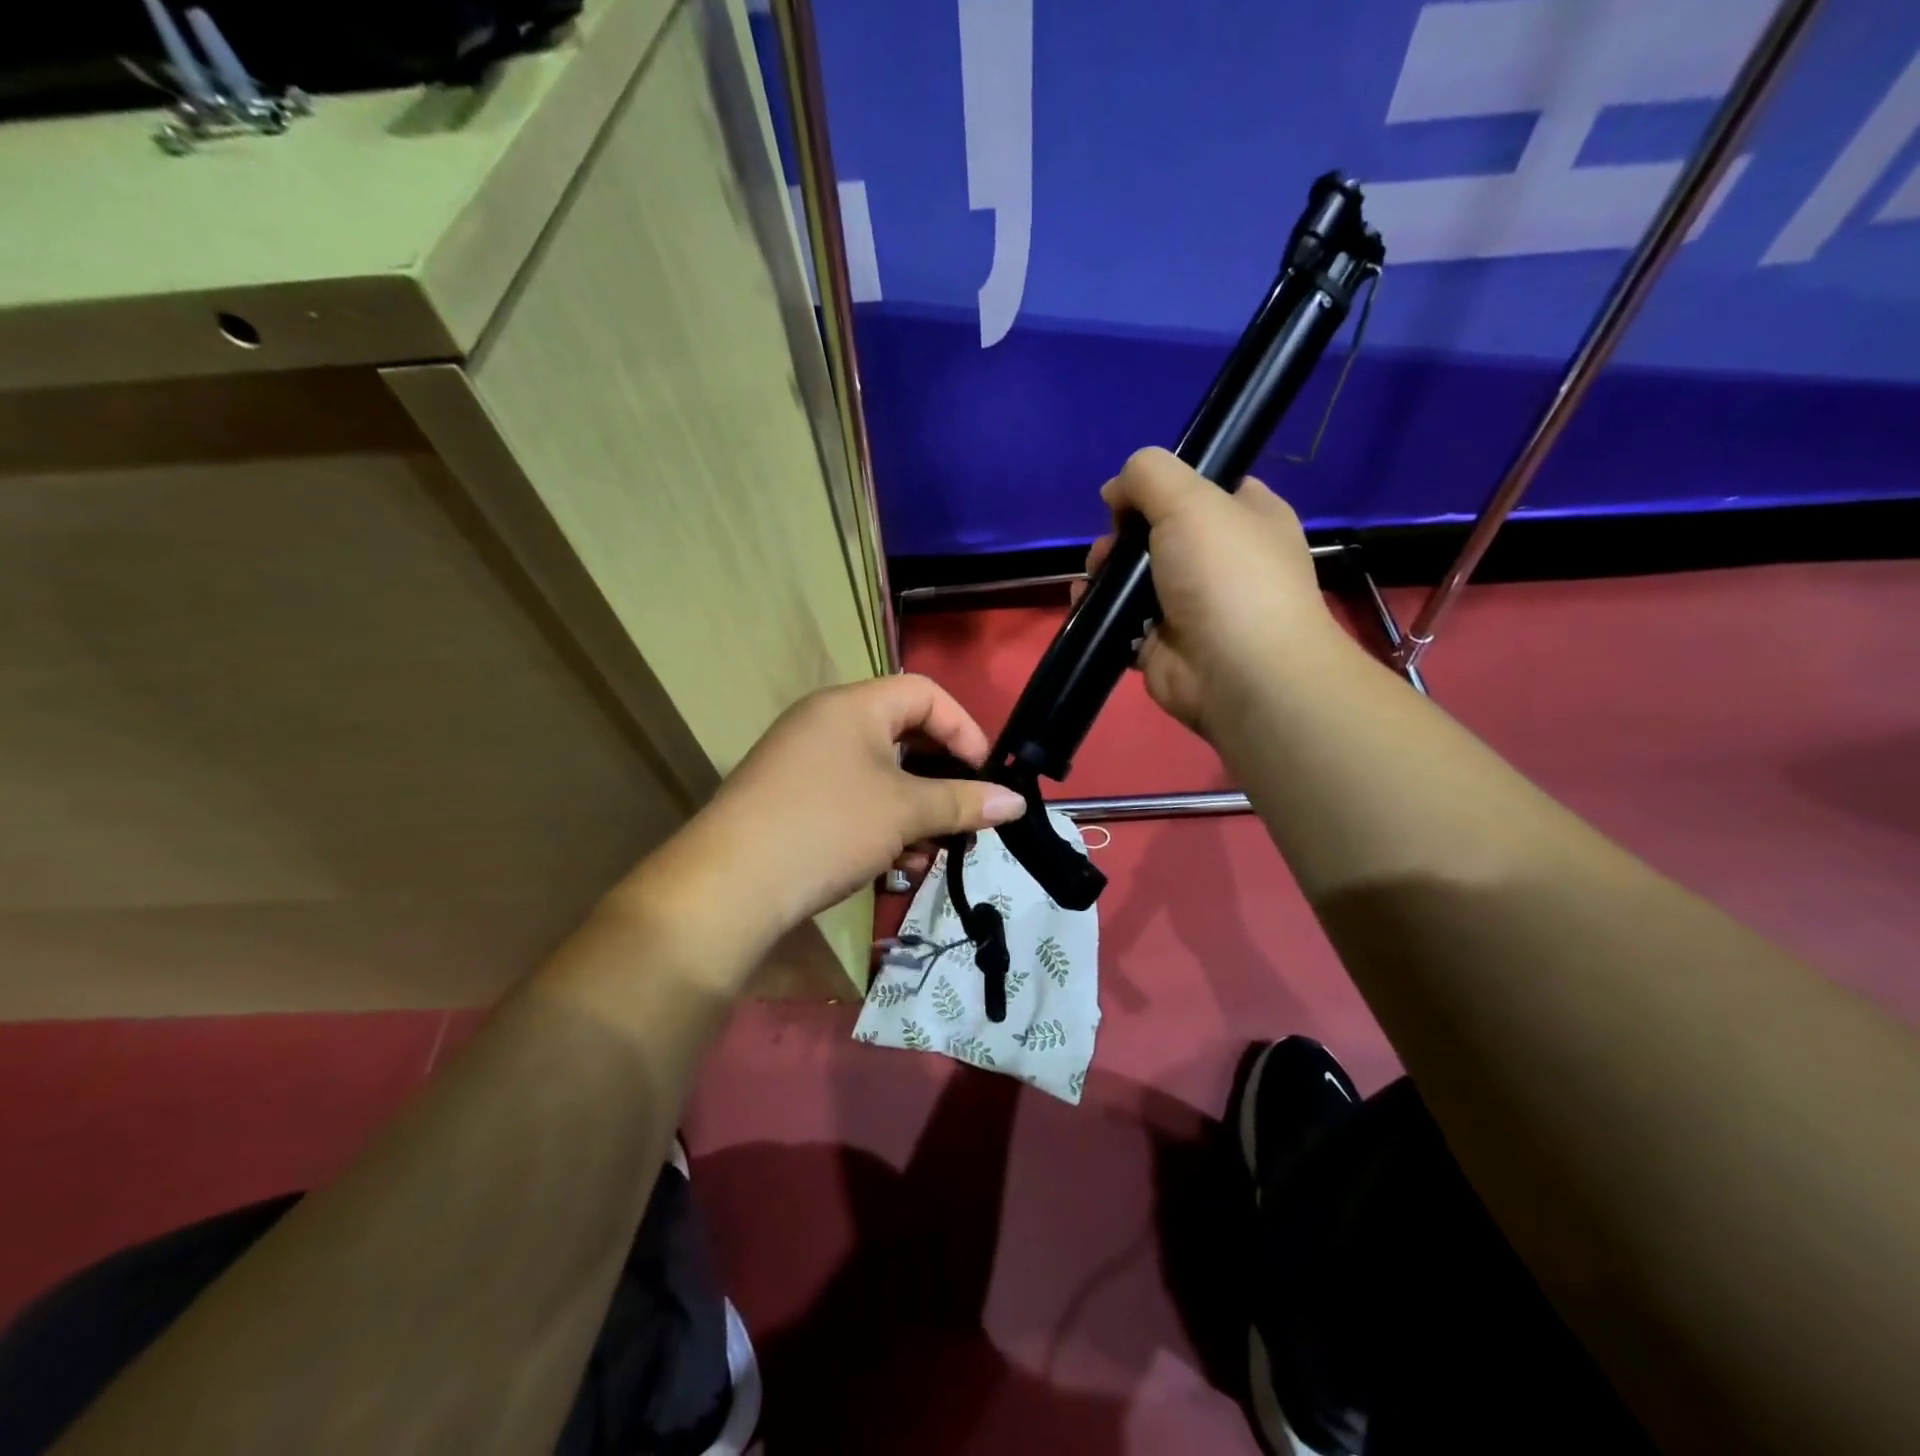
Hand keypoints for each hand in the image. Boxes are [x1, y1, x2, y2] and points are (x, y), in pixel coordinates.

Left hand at [617, 676, 1025, 978]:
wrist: (729, 885)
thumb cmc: (827, 827)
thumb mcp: (904, 812)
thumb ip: (963, 802)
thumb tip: (1015, 802)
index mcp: (853, 706)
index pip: (925, 693)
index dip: (964, 729)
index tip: (986, 774)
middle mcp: (826, 723)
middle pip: (903, 737)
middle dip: (940, 781)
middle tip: (964, 819)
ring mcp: (804, 763)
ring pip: (879, 777)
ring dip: (912, 814)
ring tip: (927, 856)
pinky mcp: (791, 801)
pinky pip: (851, 801)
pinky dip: (879, 827)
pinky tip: (892, 869)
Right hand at [1080, 447, 1346, 739]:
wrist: (1239, 673)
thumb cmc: (1225, 576)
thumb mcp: (1190, 500)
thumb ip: (1148, 476)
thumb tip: (1116, 491)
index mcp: (1247, 518)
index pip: (1203, 488)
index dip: (1162, 486)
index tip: (1129, 497)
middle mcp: (1221, 561)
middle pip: (1158, 533)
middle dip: (1122, 535)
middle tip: (1110, 546)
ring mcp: (1191, 606)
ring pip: (1134, 579)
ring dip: (1105, 573)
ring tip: (1093, 577)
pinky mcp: (1162, 645)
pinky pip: (1121, 621)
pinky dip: (1098, 612)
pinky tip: (1083, 603)